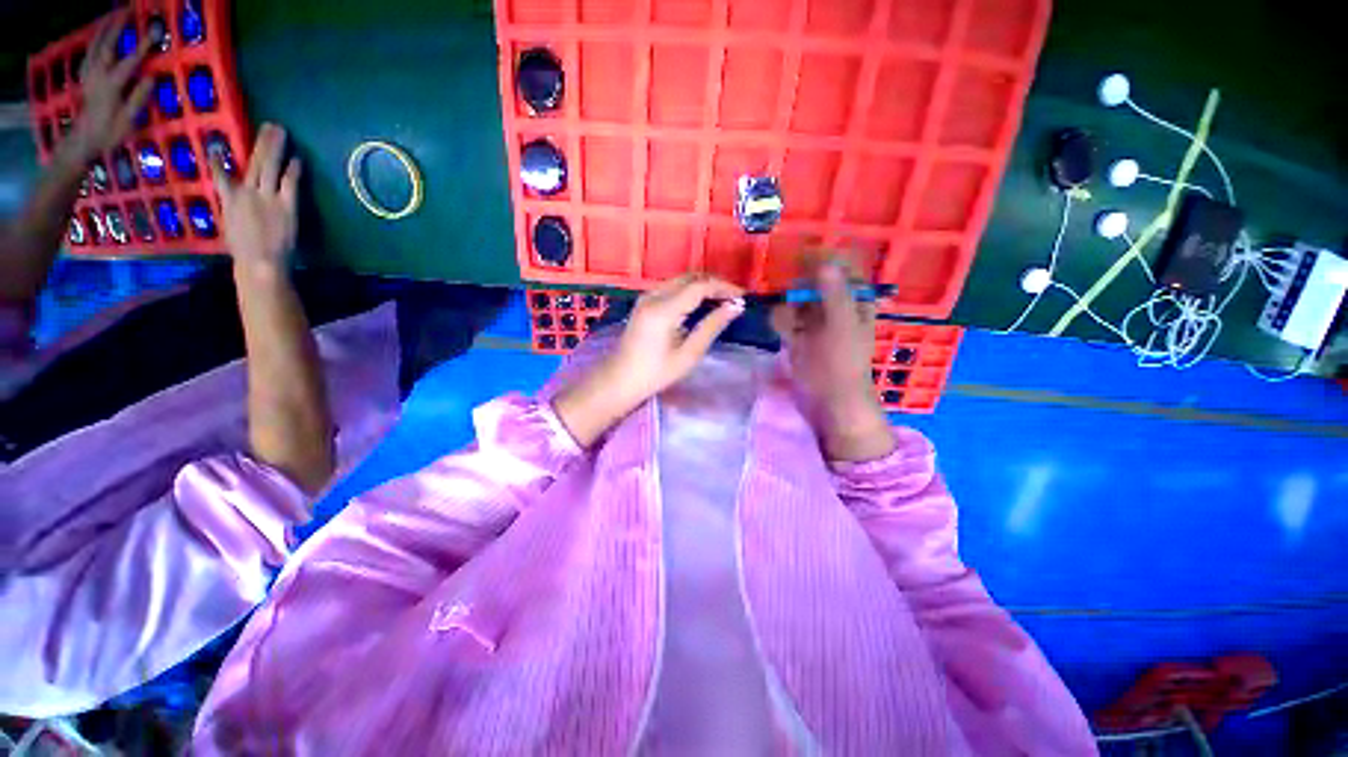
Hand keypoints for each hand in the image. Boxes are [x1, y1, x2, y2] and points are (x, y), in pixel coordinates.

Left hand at [66, 10, 152, 160]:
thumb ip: (139, 98)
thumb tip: (152, 77)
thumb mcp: (128, 121)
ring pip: (96, 45)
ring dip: (105, 29)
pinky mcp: (87, 77)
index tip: (156, 31)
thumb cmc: (109, 134)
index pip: (131, 61)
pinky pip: (90, 53)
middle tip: (129, 10)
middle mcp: (99, 76)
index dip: (144, 46)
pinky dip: (95, 41)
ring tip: (115, 15)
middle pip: (108, 45)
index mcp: (111, 86)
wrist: (83, 142)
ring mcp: (90, 75)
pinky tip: (100, 36)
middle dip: (118, 26)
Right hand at [213, 123, 301, 279]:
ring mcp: (267, 198)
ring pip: (270, 166)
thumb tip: (232, 200)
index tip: (216, 146)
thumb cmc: (245, 250)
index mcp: (229, 200)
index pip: (219, 175)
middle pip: (254, 162)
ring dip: (276, 147)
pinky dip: (293, 170)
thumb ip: (233, 210)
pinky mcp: (286, 206)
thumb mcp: (231, 226)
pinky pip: (290, 183)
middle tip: (268, 125)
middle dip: (261, 142)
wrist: (261, 263)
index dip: (217, 160)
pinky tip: (298, 159)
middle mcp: (246, 193)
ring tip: (281, 131)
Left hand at [554, 274, 744, 446]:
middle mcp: (653, 295)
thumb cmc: (655, 374)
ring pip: (681, 280)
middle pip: (690, 277)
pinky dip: (690, 290)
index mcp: (664, 309)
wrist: (619, 381)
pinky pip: (672, 287)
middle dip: (715, 283)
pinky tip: (701, 304)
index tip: (743, 297)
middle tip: (734, 299)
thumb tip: (735, 306)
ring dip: (703, 285)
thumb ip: (711, 326)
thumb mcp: (688, 354)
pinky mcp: (644, 302)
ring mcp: (646, 297)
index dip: (724, 287)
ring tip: (722, 301)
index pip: (700, 285)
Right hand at [771, 262, 893, 461]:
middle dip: (799, 286)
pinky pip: (784, 319)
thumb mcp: (842, 326)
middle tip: (793, 297)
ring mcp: (814, 321)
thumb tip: (825, 261)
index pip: (841, 266)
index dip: (823, 258)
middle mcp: (833, 306)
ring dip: (788, 307)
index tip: (802, 257)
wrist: (829, 401)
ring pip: (795, 299)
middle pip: (813, 281)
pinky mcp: (797, 336)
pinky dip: (781, 321)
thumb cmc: (842, 363)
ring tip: (792, 324)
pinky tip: (784, 333)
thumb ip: (834, 294)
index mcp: (854, 301)